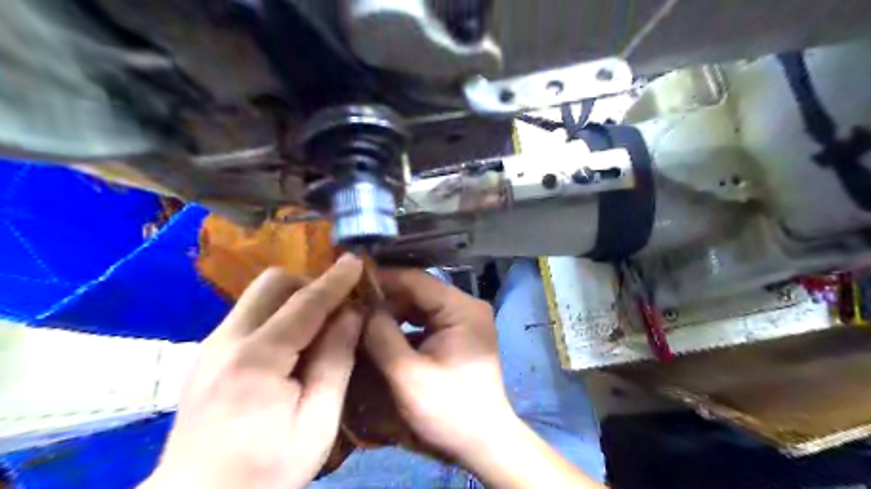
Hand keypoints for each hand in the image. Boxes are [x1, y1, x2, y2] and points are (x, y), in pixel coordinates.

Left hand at [141, 255, 365, 488]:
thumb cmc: (265, 471)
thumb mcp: (317, 424)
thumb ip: (335, 363)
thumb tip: (352, 315)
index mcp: (256, 361)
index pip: (304, 304)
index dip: (334, 281)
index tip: (356, 261)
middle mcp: (226, 340)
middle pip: (272, 283)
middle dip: (310, 284)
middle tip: (337, 309)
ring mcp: (212, 344)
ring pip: (260, 294)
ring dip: (295, 297)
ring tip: (320, 326)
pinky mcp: (209, 352)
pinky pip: (251, 312)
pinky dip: (279, 313)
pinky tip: (294, 343)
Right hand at [364, 269, 603, 486]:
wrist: (483, 443)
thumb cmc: (449, 411)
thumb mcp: (407, 375)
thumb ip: (381, 336)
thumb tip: (359, 307)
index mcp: (461, 309)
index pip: (415, 280)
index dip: (381, 279)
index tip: (348, 283)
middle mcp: (466, 306)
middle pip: (418, 291)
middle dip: (384, 299)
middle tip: (350, 306)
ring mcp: (464, 320)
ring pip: (420, 305)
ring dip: (392, 312)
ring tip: (361, 320)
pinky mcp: (458, 335)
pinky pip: (426, 321)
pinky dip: (404, 326)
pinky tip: (381, 334)